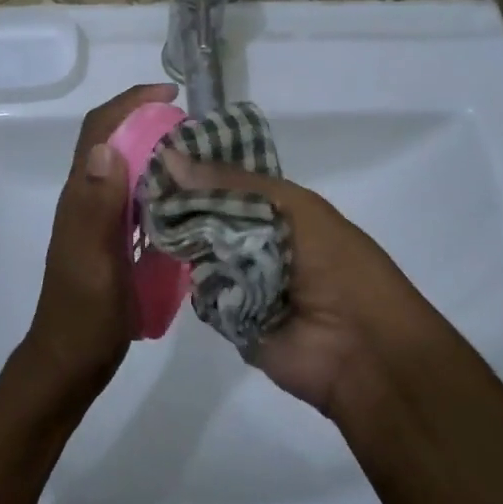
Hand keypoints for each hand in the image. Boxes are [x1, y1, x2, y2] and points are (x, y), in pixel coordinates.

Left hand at [23, 83, 177, 399]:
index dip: (130, 103)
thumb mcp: (94, 260)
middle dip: (147, 120)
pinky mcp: (112, 239)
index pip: (100, 131)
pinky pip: (136, 197)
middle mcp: (88, 198)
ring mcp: (100, 219)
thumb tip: (107, 147)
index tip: (170, 95)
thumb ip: (98, 206)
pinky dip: (159, 184)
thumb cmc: (84, 314)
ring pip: (126, 168)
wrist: (71, 363)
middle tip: (192, 125)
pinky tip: (185, 196)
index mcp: (81, 195)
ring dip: (155, 150)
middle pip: (114, 141)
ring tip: (196, 152)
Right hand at [161, 150, 431, 413]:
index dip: (196, 168)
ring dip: (181, 238)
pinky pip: (199, 290)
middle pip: (207, 214)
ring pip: (198, 250)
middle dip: (181, 202)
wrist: (362, 349)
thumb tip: (169, 157)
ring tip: (145, 216)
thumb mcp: (291, 207)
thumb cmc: (336, 263)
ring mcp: (240, 278)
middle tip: (140, 184)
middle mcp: (255, 240)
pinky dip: (190, 278)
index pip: (226, 181)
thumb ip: (231, 184)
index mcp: (276, 210)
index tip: (156, 154)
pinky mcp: (228, 315)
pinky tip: (163, 258)